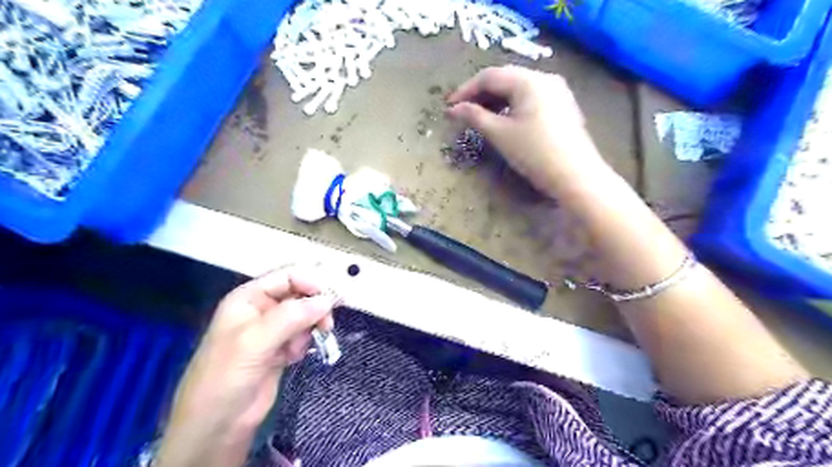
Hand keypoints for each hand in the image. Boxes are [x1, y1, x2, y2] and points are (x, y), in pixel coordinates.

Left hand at [155, 266, 337, 465]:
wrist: (217, 424)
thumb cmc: (226, 376)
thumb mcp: (255, 341)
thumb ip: (292, 316)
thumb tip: (327, 300)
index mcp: (249, 298)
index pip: (287, 276)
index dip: (310, 282)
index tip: (330, 298)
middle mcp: (262, 309)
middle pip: (300, 295)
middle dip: (314, 307)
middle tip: (326, 324)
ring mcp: (272, 330)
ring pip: (305, 315)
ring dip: (309, 328)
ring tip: (299, 348)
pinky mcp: (281, 348)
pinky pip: (303, 335)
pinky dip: (304, 343)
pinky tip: (292, 357)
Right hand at [448, 64, 609, 194]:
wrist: (575, 176)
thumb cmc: (534, 153)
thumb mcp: (500, 134)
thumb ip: (475, 117)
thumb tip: (454, 109)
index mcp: (528, 80)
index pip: (489, 76)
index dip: (465, 90)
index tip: (449, 107)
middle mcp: (544, 78)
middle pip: (505, 78)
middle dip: (480, 94)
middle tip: (462, 111)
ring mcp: (557, 91)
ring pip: (518, 88)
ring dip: (496, 100)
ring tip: (480, 117)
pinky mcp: (562, 105)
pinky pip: (531, 97)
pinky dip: (512, 105)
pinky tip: (505, 119)